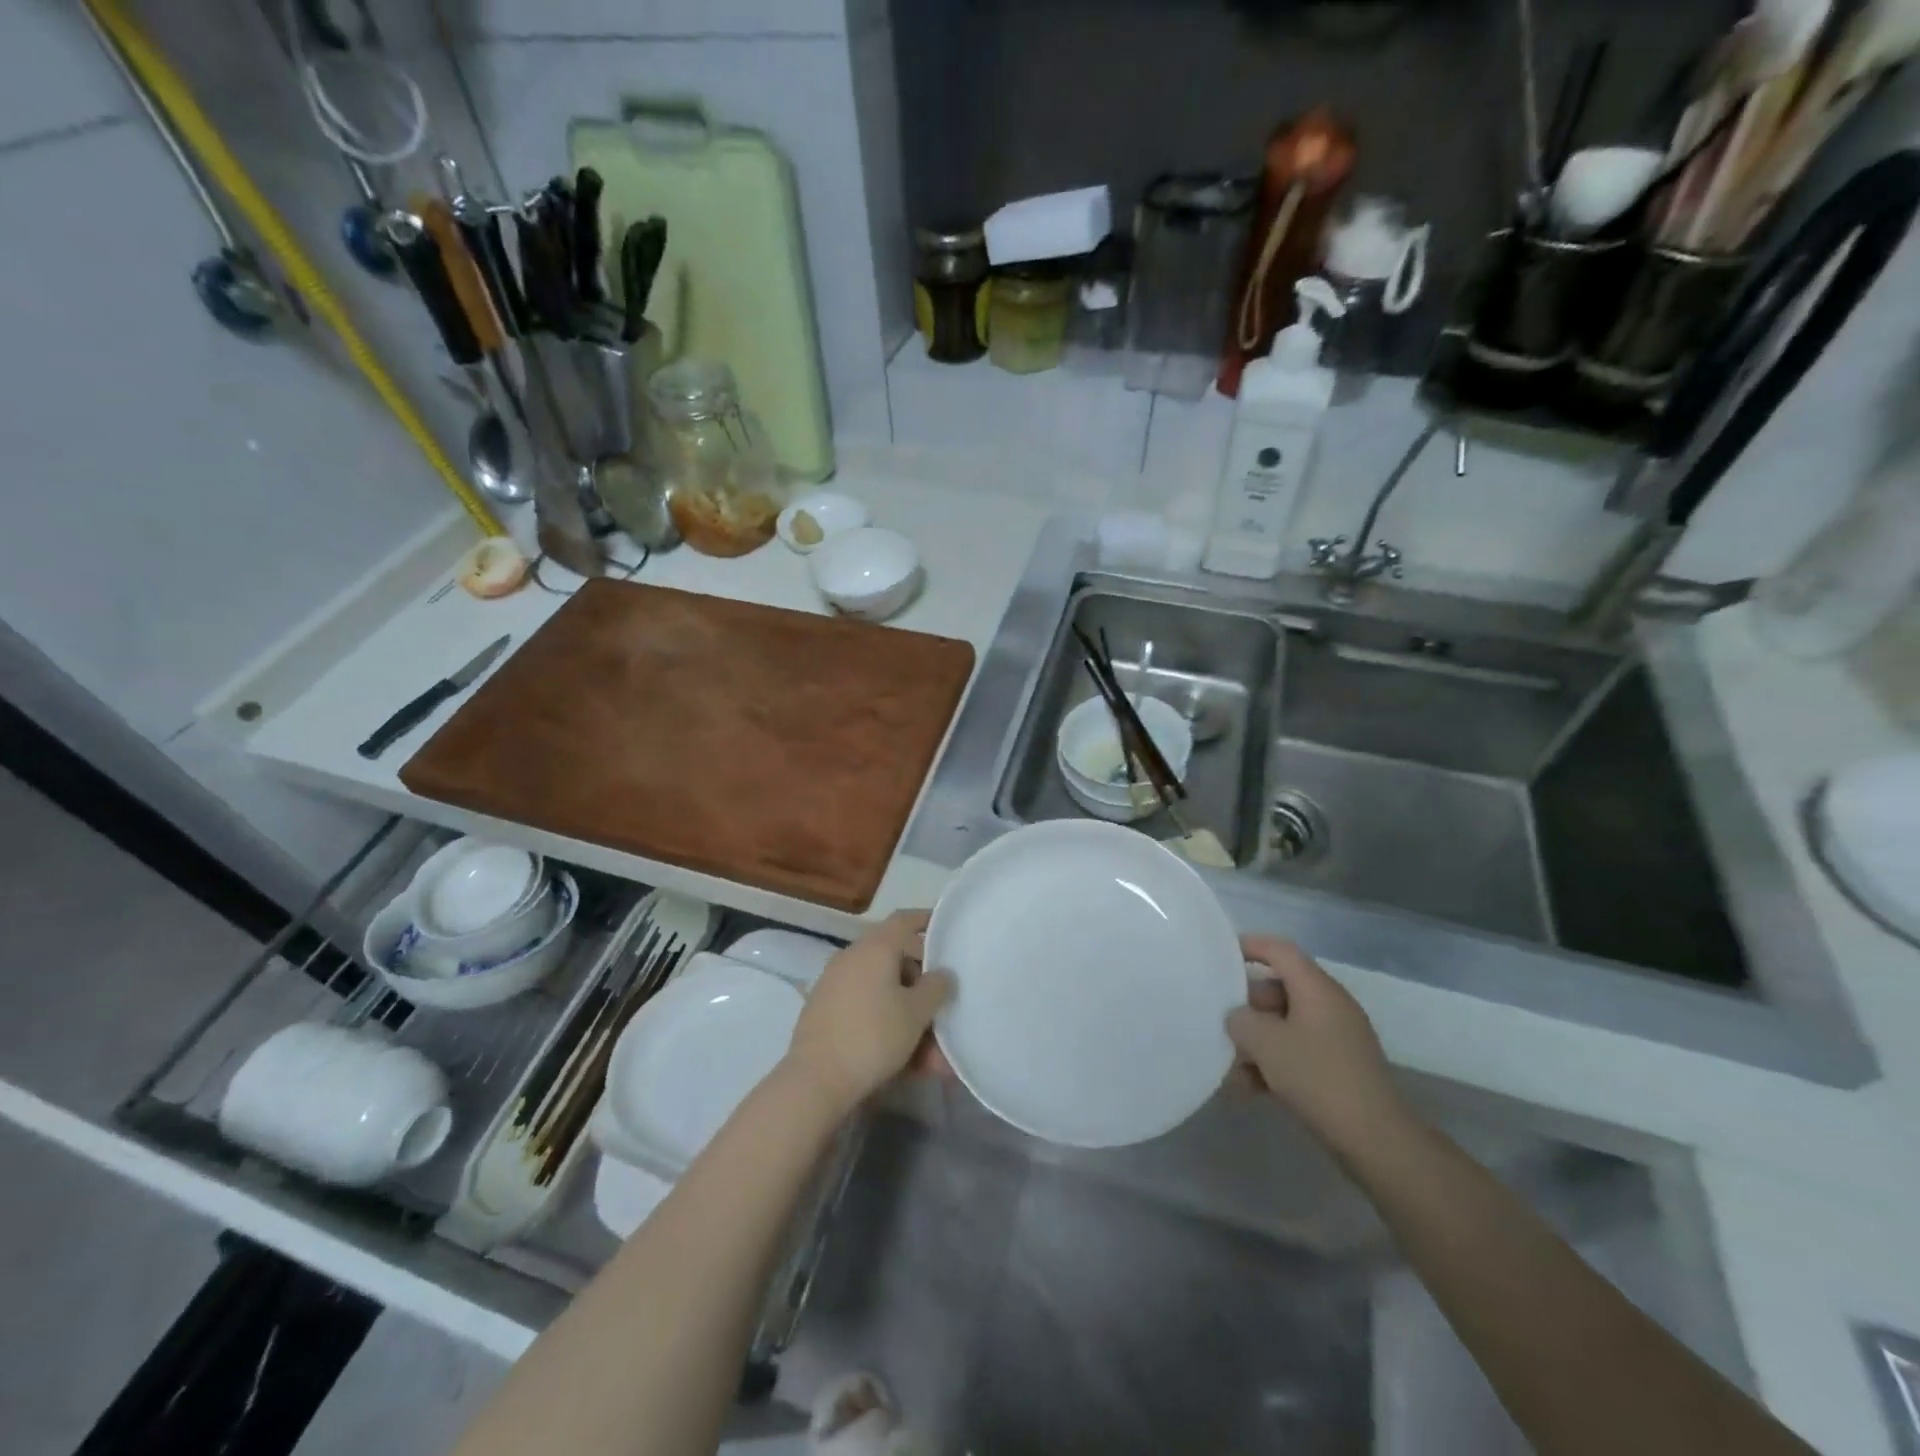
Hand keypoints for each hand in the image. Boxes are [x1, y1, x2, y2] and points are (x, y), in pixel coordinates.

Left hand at [783, 911, 953, 1115]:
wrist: (815, 1079)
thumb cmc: (873, 1036)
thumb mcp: (916, 1013)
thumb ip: (935, 987)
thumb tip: (941, 974)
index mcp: (875, 948)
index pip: (904, 920)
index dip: (926, 920)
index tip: (945, 929)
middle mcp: (851, 957)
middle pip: (894, 959)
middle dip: (921, 985)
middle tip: (942, 1007)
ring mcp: (834, 983)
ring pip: (882, 991)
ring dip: (907, 1014)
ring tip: (931, 1055)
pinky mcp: (824, 1011)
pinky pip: (865, 1008)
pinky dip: (886, 1024)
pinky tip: (905, 1061)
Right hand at [1228, 937, 1405, 1151]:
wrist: (1376, 1140)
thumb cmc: (1318, 1077)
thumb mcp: (1266, 1043)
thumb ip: (1241, 1020)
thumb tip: (1238, 1018)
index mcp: (1317, 989)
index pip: (1280, 951)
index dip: (1250, 946)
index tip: (1219, 953)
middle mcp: (1329, 1006)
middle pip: (1279, 989)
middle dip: (1246, 1004)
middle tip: (1217, 1018)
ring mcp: (1336, 1039)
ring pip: (1284, 1025)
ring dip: (1255, 1041)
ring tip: (1226, 1064)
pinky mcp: (1337, 1069)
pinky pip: (1295, 1053)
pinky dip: (1271, 1064)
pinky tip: (1245, 1088)